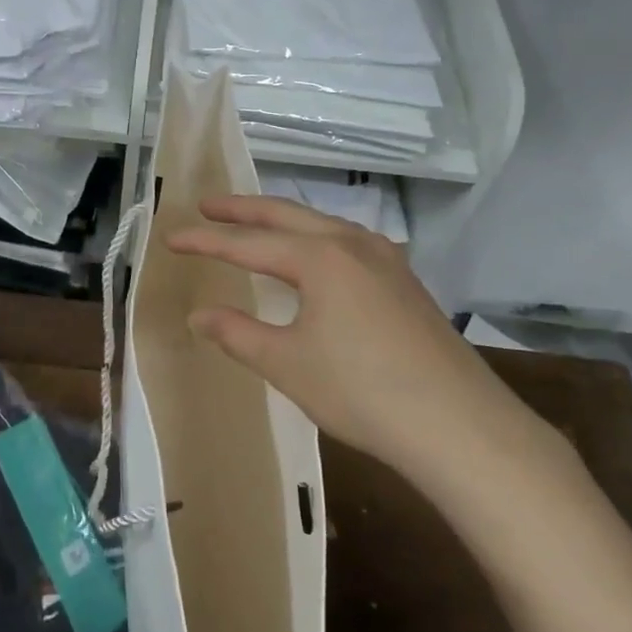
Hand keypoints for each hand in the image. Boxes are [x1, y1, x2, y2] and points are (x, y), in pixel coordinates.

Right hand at [166, 196, 562, 484]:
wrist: (460, 426)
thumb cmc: (363, 392)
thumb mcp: (288, 364)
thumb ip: (237, 333)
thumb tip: (199, 314)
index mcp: (320, 257)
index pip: (248, 243)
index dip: (205, 242)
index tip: (171, 237)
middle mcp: (352, 243)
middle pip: (287, 214)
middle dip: (243, 209)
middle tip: (207, 205)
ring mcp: (386, 259)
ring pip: (322, 224)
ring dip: (283, 220)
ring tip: (256, 224)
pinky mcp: (405, 282)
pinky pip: (348, 243)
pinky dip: (316, 238)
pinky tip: (319, 256)